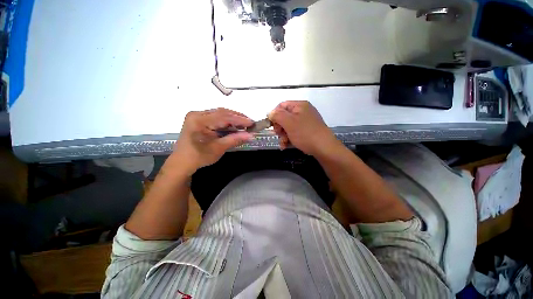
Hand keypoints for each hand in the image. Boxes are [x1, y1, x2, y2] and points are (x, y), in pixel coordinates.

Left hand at [170, 108, 253, 174]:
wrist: (182, 162)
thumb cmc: (199, 157)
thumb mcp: (218, 148)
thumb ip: (235, 139)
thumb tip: (251, 136)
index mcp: (199, 120)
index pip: (223, 117)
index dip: (239, 120)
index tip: (252, 123)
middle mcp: (197, 114)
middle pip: (221, 112)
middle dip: (237, 117)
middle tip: (250, 122)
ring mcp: (197, 116)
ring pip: (219, 113)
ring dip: (232, 118)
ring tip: (244, 124)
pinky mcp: (199, 120)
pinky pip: (215, 117)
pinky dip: (226, 121)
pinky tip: (233, 125)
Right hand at [268, 101, 339, 155]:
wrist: (324, 148)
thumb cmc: (305, 133)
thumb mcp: (289, 123)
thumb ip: (277, 115)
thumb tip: (269, 112)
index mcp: (299, 106)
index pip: (281, 106)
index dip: (274, 115)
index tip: (271, 125)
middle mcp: (303, 112)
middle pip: (284, 117)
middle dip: (279, 127)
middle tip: (279, 135)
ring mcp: (306, 122)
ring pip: (288, 126)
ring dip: (283, 135)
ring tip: (283, 143)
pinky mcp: (307, 131)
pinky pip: (294, 132)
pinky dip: (289, 138)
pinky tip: (286, 145)